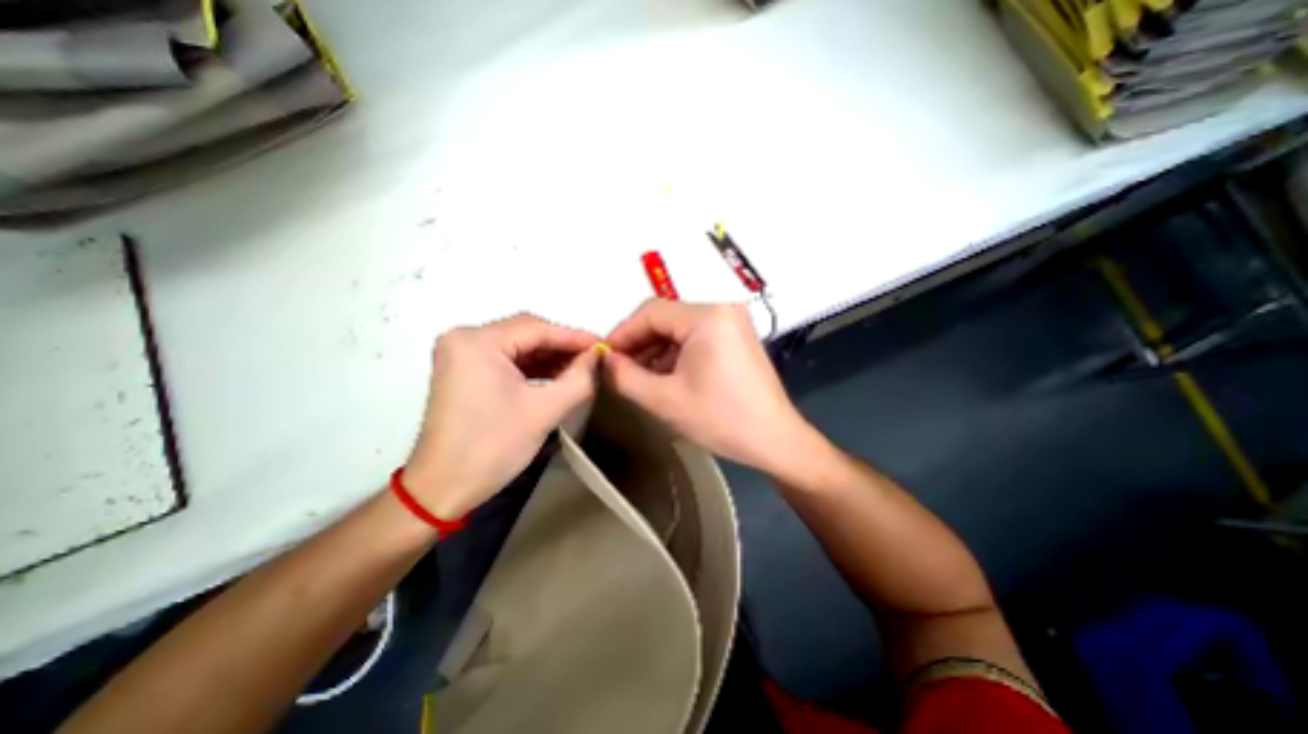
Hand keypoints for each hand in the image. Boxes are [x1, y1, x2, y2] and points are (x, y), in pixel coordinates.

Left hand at [405, 312, 601, 517]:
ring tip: (580, 368)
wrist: (443, 489)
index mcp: (477, 342)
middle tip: (593, 358)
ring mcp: (461, 355)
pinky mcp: (464, 371)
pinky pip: (506, 360)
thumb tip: (598, 357)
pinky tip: (556, 376)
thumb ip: (579, 379)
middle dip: (562, 346)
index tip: (603, 346)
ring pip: (518, 346)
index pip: (536, 328)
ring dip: (549, 357)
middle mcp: (464, 339)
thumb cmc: (493, 447)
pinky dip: (533, 367)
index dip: (574, 336)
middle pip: (525, 333)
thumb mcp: (544, 411)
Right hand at [604, 300, 825, 476]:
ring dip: (655, 350)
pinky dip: (675, 354)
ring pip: (679, 328)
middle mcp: (722, 309)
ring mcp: (732, 323)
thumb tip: (604, 360)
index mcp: (707, 317)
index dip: (622, 333)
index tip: (603, 357)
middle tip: (618, 369)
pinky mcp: (736, 337)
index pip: (651, 311)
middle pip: (666, 318)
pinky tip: (663, 375)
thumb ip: (624, 376)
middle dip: (638, 343)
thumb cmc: (721, 420)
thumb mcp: (664, 400)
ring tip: (637, 376)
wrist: (775, 440)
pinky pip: (696, 337)